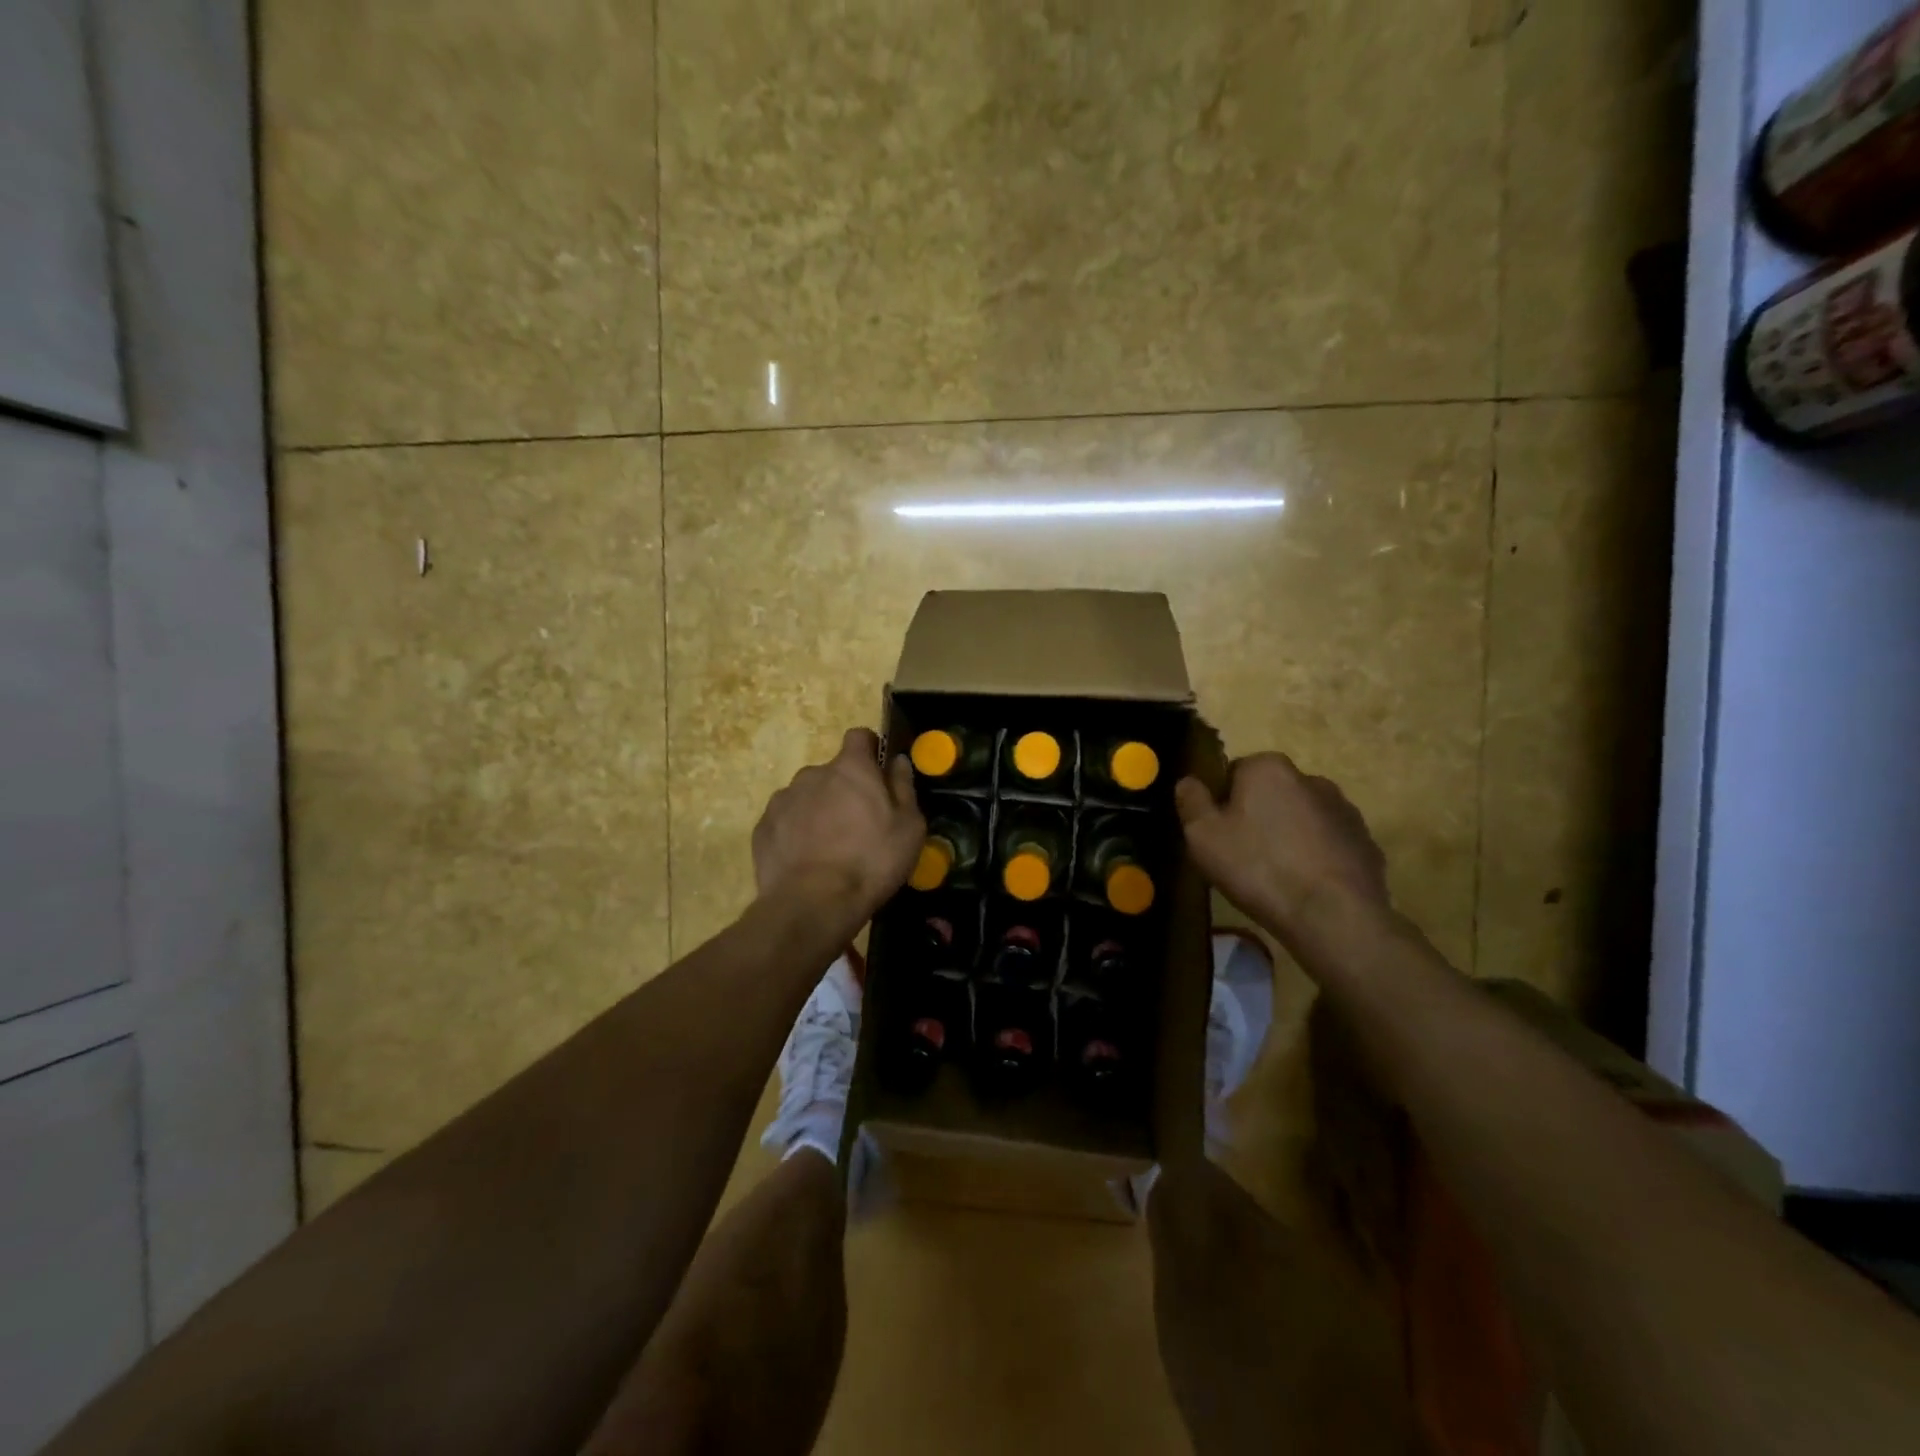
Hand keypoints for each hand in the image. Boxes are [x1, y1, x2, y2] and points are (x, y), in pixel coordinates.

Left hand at [753, 728, 925, 921]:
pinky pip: (785, 821)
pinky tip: (807, 861)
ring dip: (819, 811)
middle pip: (832, 772)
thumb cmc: (871, 860)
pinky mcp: (763, 828)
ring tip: (830, 847)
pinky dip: (796, 833)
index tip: (878, 773)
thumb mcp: (909, 827)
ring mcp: (783, 800)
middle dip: (844, 790)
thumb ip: (903, 786)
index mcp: (851, 768)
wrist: (813, 903)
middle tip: (859, 825)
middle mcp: (813, 774)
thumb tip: (898, 760)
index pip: (859, 736)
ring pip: (807, 796)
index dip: (870, 750)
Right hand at [1175, 753, 1388, 937]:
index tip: (1218, 834)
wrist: (1333, 916)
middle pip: (1270, 793)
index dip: (1221, 803)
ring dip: (1289, 835)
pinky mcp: (1366, 842)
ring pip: (1302, 817)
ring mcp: (1344, 810)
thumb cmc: (1258, 867)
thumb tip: (1188, 781)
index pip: (1234, 772)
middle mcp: (1310, 778)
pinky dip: (1316, 857)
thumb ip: (1191, 801)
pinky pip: (1329, 844)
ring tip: (1276, 876)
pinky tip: (1305, 886)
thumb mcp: (1203, 836)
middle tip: (1243, 856)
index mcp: (1268, 768)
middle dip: (1257, 816)